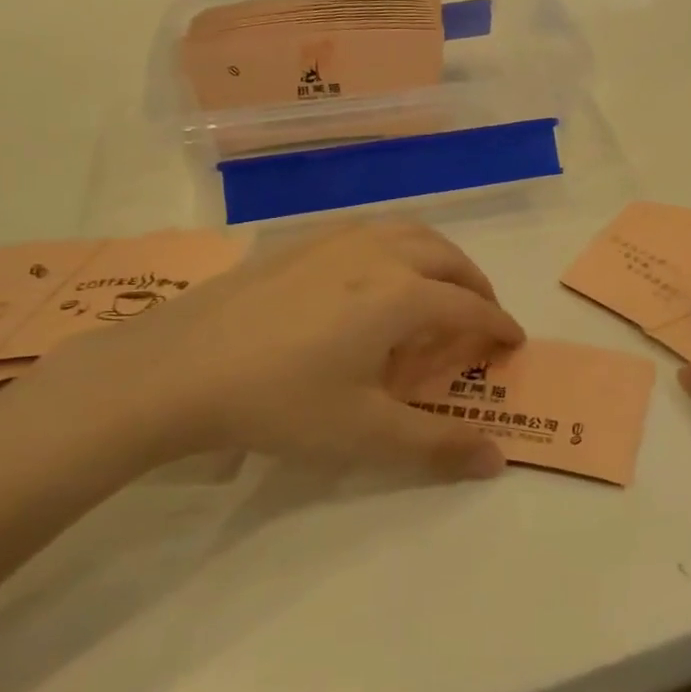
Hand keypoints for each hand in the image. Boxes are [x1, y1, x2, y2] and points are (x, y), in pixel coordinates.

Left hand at [24, 220, 522, 480]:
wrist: (176, 368)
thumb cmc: (280, 402)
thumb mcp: (365, 434)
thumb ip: (437, 445)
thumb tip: (497, 460)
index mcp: (403, 295)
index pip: (470, 306)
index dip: (498, 325)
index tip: (514, 342)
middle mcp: (379, 254)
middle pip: (448, 258)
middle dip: (476, 284)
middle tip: (482, 315)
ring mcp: (337, 240)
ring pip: (410, 233)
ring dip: (439, 257)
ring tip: (438, 287)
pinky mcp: (300, 242)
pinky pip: (371, 231)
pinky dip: (398, 246)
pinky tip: (375, 276)